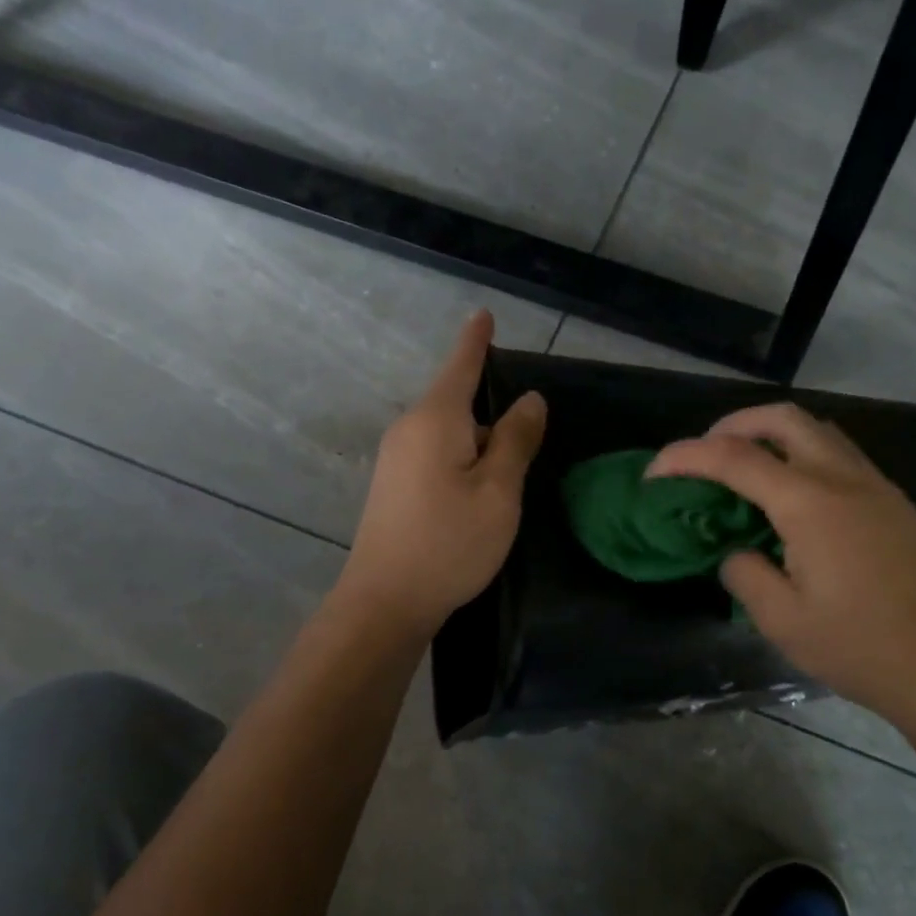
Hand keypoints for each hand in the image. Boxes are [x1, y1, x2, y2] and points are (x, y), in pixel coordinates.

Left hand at [338, 311, 545, 638]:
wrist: (385, 601)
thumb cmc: (449, 543)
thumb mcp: (498, 492)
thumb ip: (516, 441)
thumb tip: (530, 400)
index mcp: (436, 420)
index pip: (462, 365)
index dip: (477, 340)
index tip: (484, 314)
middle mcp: (409, 429)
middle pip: (456, 400)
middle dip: (489, 405)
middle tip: (529, 432)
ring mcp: (396, 459)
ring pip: (447, 432)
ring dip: (478, 439)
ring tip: (510, 467)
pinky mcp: (393, 486)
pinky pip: (435, 454)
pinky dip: (462, 458)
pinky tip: (478, 489)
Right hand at [648, 403, 915, 719]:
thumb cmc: (856, 646)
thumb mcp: (780, 619)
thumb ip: (744, 572)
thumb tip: (736, 551)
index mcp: (810, 503)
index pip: (735, 458)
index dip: (686, 457)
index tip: (655, 473)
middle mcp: (843, 478)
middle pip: (783, 418)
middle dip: (733, 424)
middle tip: (704, 453)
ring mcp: (875, 485)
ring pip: (817, 430)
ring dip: (772, 434)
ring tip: (744, 468)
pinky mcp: (892, 501)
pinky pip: (839, 454)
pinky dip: (802, 454)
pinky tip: (791, 495)